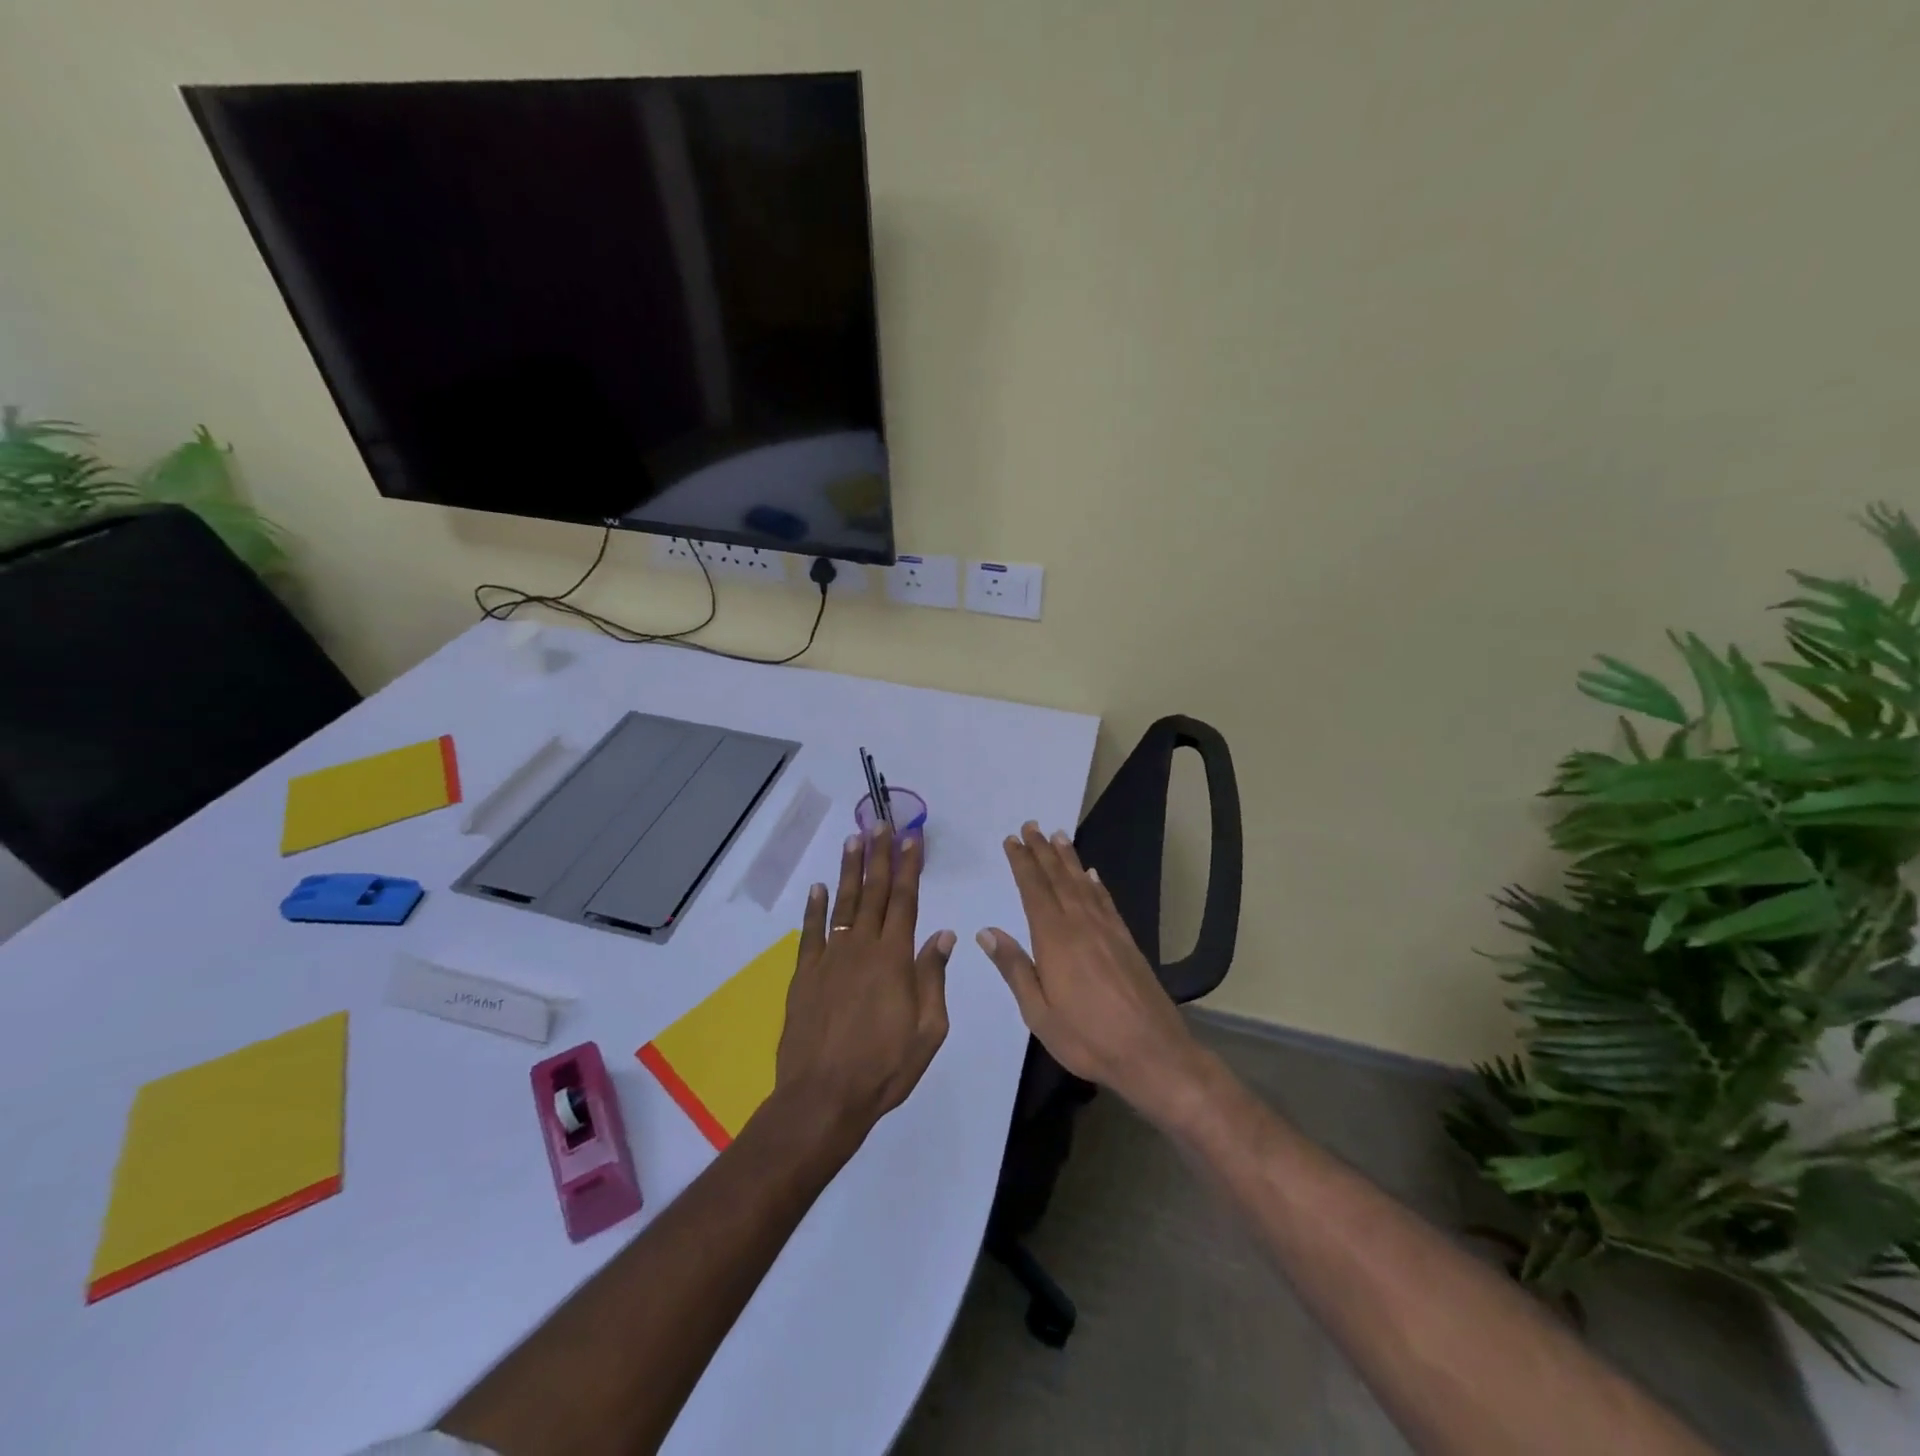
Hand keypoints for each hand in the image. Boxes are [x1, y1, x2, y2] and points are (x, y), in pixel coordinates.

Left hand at [775, 825, 954, 1141]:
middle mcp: (862, 947)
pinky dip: (814, 907)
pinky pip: (811, 932)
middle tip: (882, 823)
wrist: (823, 1097)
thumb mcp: (928, 1029)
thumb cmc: (885, 1067)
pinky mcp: (805, 975)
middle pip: (874, 892)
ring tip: (854, 839)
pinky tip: (817, 887)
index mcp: (895, 958)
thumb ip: (933, 977)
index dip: (909, 867)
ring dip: (849, 870)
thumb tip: (943, 934)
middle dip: (880, 855)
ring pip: (842, 903)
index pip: (905, 901)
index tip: (912, 838)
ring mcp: (830, 958)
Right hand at [978, 821, 1209, 1123]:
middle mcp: (1081, 925)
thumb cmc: (1088, 1038)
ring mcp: (1108, 931)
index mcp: (1055, 940)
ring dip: (1068, 859)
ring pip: (1083, 884)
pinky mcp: (1127, 941)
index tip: (1012, 840)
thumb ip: (1015, 968)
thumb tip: (986, 931)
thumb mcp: (1039, 1013)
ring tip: (1057, 836)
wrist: (1153, 1052)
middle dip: (1042, 851)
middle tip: (1030, 825)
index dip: (1022, 863)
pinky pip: (1107, 902)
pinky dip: (1096, 884)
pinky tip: (1092, 874)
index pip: (1034, 890)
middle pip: (1058, 878)